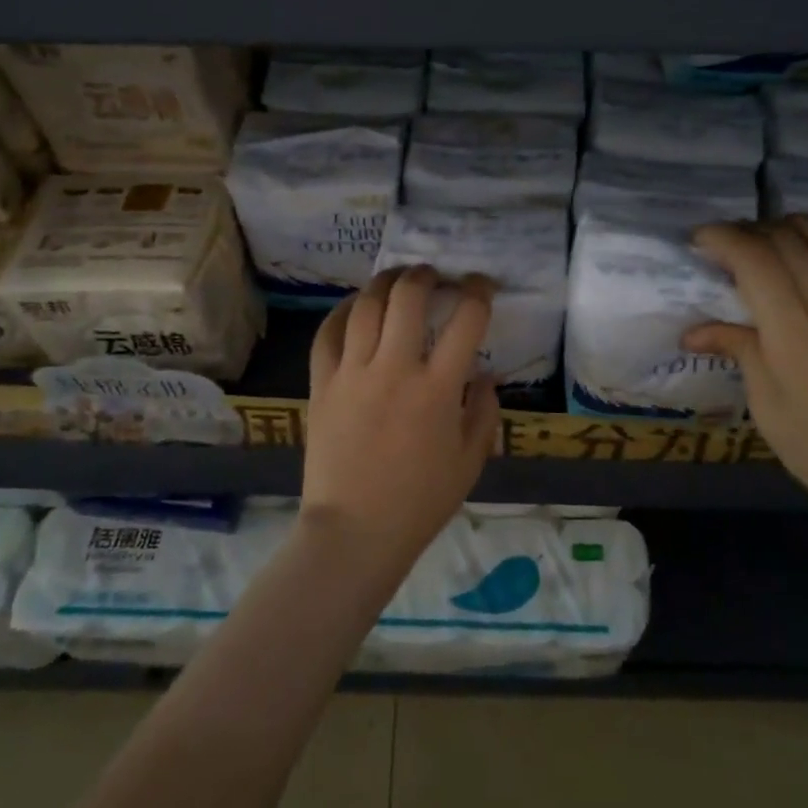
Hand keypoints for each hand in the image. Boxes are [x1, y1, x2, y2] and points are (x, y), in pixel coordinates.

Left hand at [303, 265, 500, 568]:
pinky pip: (328, 334)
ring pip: (366, 306)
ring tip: (396, 279)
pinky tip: (355, 306)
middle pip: (408, 296)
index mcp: (438, 389)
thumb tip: (485, 376)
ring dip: (385, 283)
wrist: (354, 532)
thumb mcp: (470, 461)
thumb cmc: (420, 502)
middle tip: (433, 275)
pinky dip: (343, 311)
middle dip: (425, 275)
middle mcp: (394, 369)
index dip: (479, 291)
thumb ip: (485, 412)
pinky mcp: (322, 385)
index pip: (466, 319)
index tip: (482, 285)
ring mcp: (352, 374)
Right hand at [682, 216, 807, 537]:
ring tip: (772, 233)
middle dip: (750, 231)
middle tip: (722, 244)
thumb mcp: (766, 403)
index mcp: (794, 329)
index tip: (697, 240)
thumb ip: (738, 350)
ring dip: (798, 225)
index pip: (756, 260)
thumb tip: (693, 332)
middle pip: (790, 242)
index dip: (723, 239)